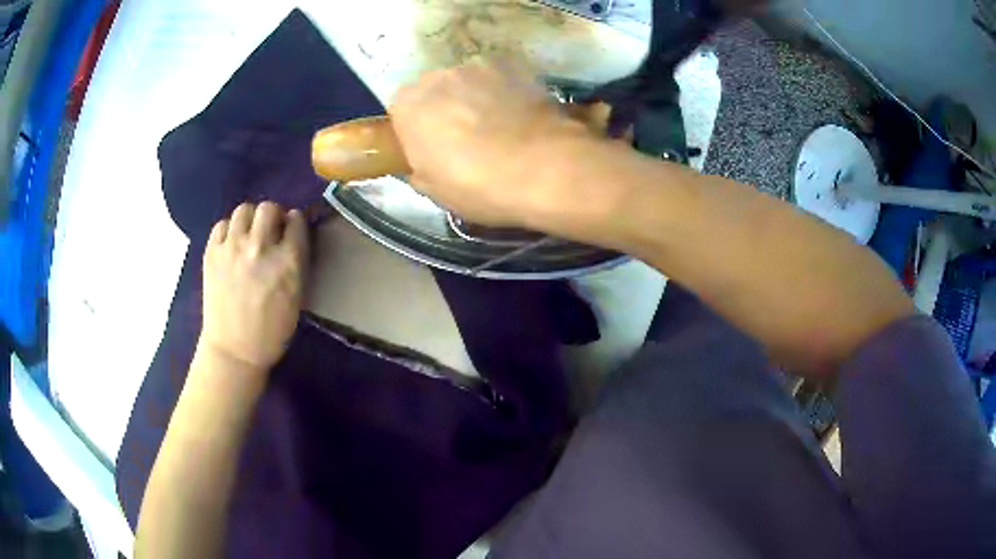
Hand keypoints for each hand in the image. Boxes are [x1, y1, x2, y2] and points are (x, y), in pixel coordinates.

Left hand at [200, 202, 308, 372]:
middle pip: (268, 208)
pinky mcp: (212, 253)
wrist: (235, 350)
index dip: (295, 222)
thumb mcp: (297, 296)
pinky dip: (229, 230)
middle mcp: (260, 248)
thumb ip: (296, 261)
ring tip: (248, 235)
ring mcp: (232, 248)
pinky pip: (222, 224)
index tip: (291, 229)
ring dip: (250, 219)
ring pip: (243, 210)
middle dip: (273, 216)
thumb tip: (292, 234)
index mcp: (287, 262)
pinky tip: (231, 245)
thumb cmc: (272, 330)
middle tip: (270, 231)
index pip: (296, 220)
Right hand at [389, 59, 587, 226]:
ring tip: (499, 127)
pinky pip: (500, 79)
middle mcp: (439, 75)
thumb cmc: (477, 184)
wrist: (543, 168)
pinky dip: (505, 92)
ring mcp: (479, 66)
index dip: (415, 129)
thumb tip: (423, 162)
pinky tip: (520, 117)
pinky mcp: (516, 66)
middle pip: (434, 89)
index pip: (401, 110)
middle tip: (464, 138)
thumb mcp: (434, 191)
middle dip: (444, 108)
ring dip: (476, 97)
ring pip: (468, 81)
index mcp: (409, 104)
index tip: (431, 148)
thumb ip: (419, 167)